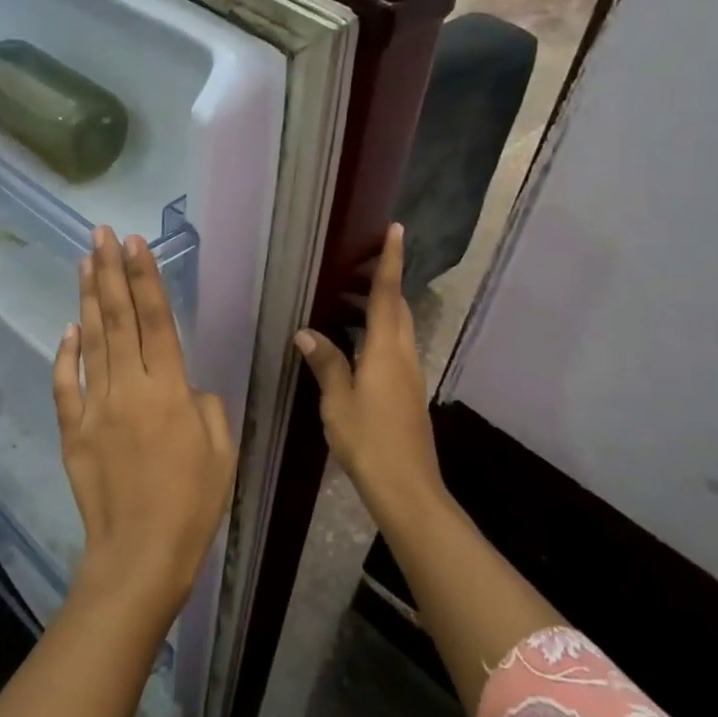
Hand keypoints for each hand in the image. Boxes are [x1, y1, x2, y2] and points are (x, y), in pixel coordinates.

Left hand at [53, 227, 236, 611]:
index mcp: (170, 391)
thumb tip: (185, 387)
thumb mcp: (221, 451)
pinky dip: (66, 354)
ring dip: (89, 300)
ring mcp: (96, 408)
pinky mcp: (74, 431)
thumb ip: (206, 407)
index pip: (156, 321)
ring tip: (84, 262)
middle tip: (100, 234)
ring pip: (91, 342)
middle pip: (118, 320)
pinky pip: (67, 385)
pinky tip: (67, 329)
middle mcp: (130, 389)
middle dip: (110, 272)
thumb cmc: (192, 504)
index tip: (134, 243)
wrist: (140, 553)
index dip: (146, 278)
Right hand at [294, 222, 445, 524]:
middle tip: (359, 265)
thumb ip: (326, 364)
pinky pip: (395, 348)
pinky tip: (357, 346)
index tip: (396, 230)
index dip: (390, 262)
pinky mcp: (409, 392)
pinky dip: (379, 334)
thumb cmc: (367, 441)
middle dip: (384, 282)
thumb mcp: (337, 402)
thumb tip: (307, 333)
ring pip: (398, 328)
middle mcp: (403, 355)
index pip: (386, 296)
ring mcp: (410, 374)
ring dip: (381, 308)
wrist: (406, 486)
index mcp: (385, 351)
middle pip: (397, 308)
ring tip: (348, 303)